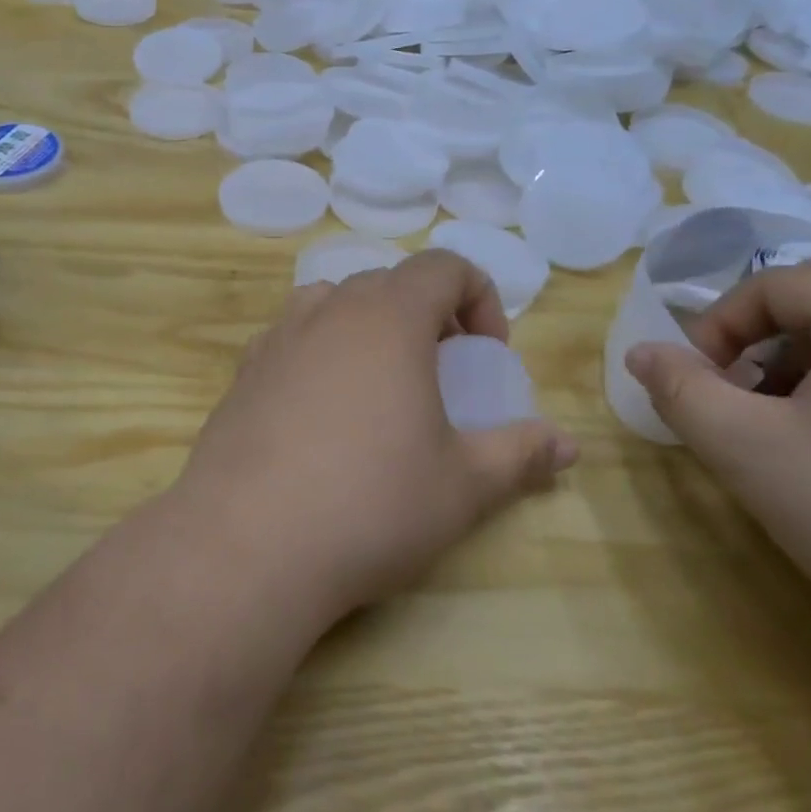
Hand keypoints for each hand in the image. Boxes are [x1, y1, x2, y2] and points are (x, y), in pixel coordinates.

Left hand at [170, 250, 577, 627]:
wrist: (246, 545)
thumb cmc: (370, 504)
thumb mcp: (462, 485)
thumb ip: (520, 454)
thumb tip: (568, 445)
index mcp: (388, 317)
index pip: (443, 266)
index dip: (479, 298)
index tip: (486, 355)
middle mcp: (328, 310)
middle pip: (388, 282)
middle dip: (427, 315)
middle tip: (440, 373)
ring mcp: (276, 339)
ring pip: (333, 304)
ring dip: (368, 328)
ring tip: (380, 386)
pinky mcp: (242, 374)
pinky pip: (292, 340)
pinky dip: (320, 354)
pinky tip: (322, 416)